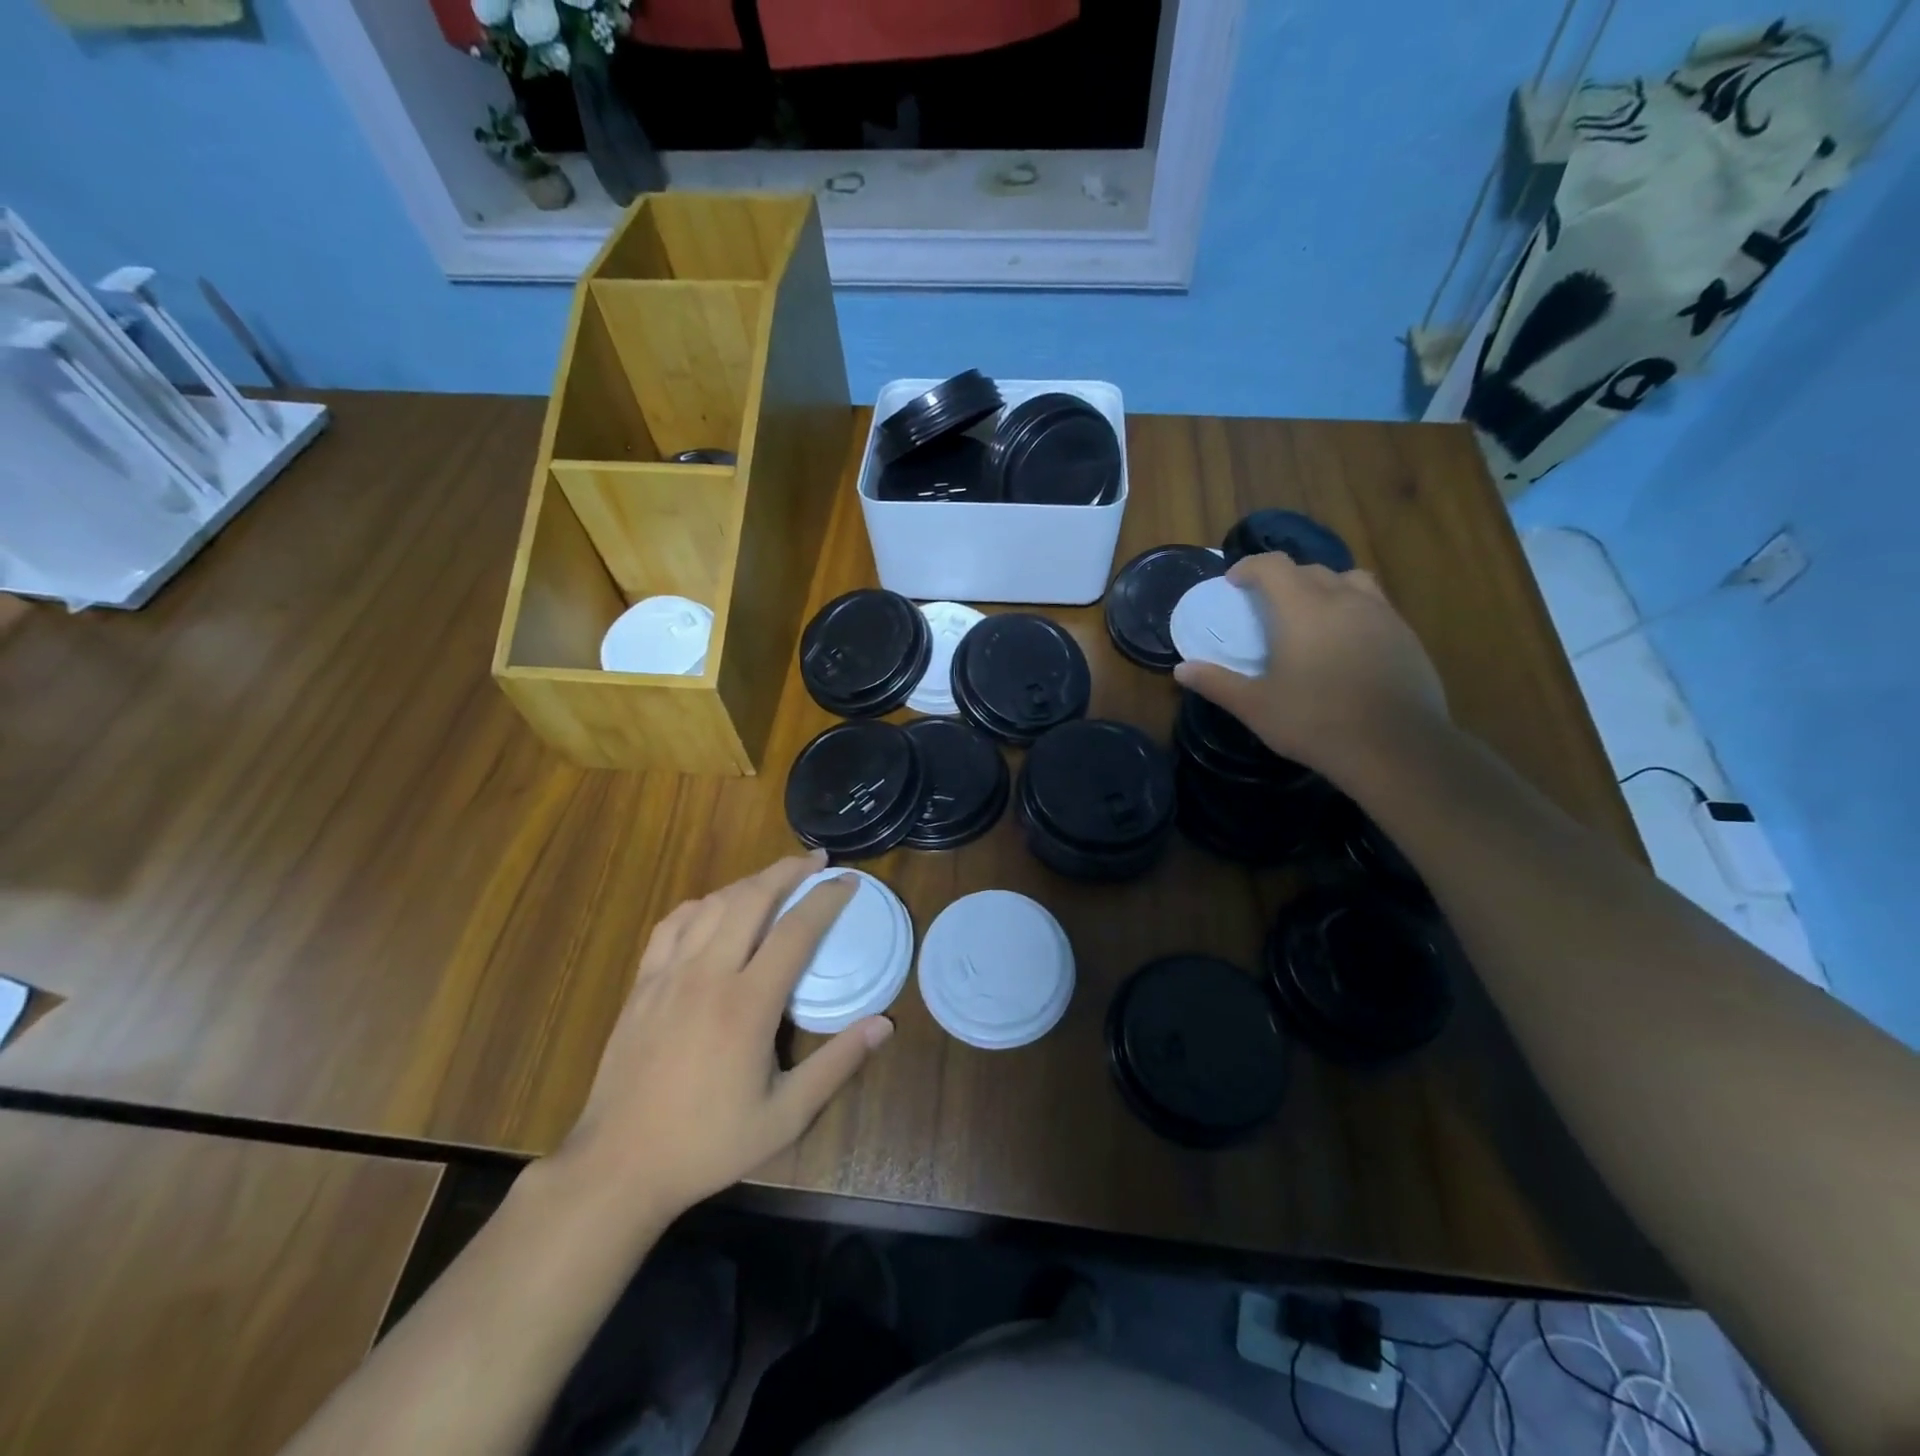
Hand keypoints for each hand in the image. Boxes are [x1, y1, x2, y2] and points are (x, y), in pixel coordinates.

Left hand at [552, 850, 891, 1221]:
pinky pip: (673, 924)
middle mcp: (708, 975)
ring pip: (713, 904)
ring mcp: (668, 975)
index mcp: (747, 1004)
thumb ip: (836, 1065)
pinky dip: (702, 905)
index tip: (849, 881)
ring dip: (749, 882)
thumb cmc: (708, 1143)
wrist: (618, 1166)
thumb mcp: (785, 1117)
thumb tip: (884, 1024)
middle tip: (816, 861)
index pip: (797, 930)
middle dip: (788, 871)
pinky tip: (714, 908)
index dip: (826, 898)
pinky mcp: (642, 984)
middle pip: (752, 898)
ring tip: (775, 879)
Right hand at [1173, 553, 1448, 783]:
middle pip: (1310, 569)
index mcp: (1303, 609)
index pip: (1273, 566)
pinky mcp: (1406, 635)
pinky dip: (1353, 610)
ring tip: (1313, 614)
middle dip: (1284, 579)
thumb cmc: (1316, 722)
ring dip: (1324, 587)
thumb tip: (1182, 670)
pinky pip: (1374, 605)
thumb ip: (1217, 683)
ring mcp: (1381, 614)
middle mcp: (1344, 599)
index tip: (1234, 583)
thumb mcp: (1256, 707)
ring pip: (1349, 580)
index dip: (1249, 567)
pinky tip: (1346, 644)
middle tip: (1267, 605)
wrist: (1396, 748)